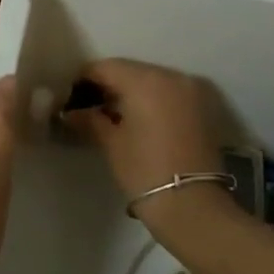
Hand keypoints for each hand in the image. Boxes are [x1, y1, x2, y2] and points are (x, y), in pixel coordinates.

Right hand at [60, 59, 232, 231]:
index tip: (71, 97)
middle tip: (90, 106)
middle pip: (130, 70)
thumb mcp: (111, 143)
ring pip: (151, 80)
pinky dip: (153, 99)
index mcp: (145, 80)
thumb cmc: (144, 171)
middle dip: (109, 85)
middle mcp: (170, 75)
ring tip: (114, 115)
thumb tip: (70, 112)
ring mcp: (190, 89)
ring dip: (132, 92)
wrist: (194, 206)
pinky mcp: (203, 106)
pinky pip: (169, 92)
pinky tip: (140, 119)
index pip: (106, 67)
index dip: (84, 79)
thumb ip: (90, 120)